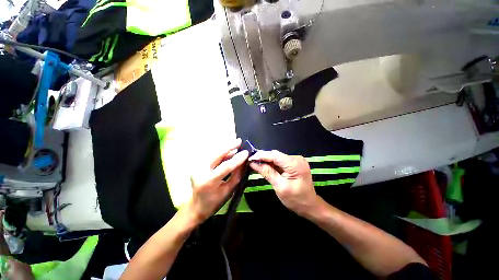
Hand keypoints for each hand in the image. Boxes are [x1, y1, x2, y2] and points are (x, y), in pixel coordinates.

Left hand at [187, 139, 248, 222]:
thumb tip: (244, 161)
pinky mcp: (197, 164)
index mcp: (209, 181)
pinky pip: (212, 155)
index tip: (246, 152)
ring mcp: (197, 166)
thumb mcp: (229, 190)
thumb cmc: (214, 202)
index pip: (226, 166)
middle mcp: (201, 171)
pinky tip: (229, 151)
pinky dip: (221, 152)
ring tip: (236, 144)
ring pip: (214, 152)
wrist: (195, 206)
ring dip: (226, 148)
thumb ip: (237, 174)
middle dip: (229, 146)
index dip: (237, 159)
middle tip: (239, 141)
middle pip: (217, 154)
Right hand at [249, 150, 318, 215]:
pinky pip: (280, 161)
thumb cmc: (296, 199)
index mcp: (295, 164)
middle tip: (251, 162)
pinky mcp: (294, 163)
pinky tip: (265, 166)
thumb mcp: (279, 186)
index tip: (249, 158)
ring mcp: (296, 160)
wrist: (310, 206)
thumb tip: (253, 163)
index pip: (274, 155)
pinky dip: (272, 163)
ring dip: (266, 160)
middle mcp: (296, 158)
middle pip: (275, 155)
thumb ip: (267, 172)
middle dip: (263, 157)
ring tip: (255, 163)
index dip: (261, 155)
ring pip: (277, 157)